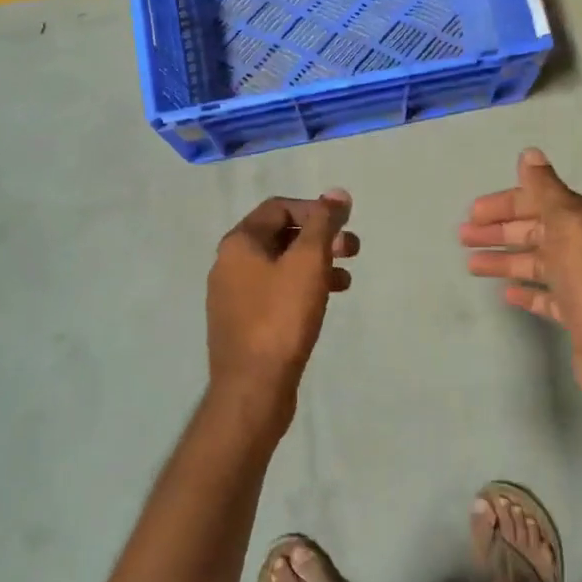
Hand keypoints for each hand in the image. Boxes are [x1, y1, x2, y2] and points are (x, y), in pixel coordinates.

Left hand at [207, 191, 357, 405]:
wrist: (252, 387)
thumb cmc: (281, 318)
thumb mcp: (307, 263)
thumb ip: (323, 224)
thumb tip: (337, 193)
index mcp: (239, 243)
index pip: (279, 208)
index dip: (315, 210)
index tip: (344, 225)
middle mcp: (229, 264)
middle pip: (280, 236)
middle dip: (319, 238)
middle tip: (352, 250)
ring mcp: (233, 296)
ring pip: (280, 267)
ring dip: (315, 265)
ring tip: (346, 280)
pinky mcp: (243, 324)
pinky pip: (275, 293)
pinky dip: (302, 289)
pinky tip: (324, 304)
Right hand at [461, 149, 581, 414]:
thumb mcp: (566, 222)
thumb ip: (545, 188)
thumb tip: (530, 154)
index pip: (540, 202)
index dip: (505, 204)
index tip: (473, 213)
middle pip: (535, 231)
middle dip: (499, 231)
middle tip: (463, 237)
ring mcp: (581, 282)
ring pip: (536, 263)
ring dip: (504, 260)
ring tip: (472, 266)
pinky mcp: (576, 313)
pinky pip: (545, 296)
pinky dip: (525, 291)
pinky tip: (505, 293)